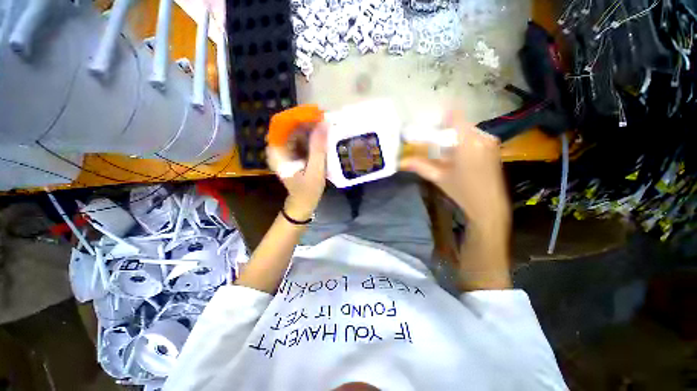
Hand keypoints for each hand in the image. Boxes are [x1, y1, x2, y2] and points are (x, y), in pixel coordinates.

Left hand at [267, 123, 327, 220]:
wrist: (303, 203)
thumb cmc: (308, 191)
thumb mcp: (315, 170)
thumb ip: (318, 148)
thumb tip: (324, 124)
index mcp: (277, 152)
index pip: (282, 124)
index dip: (298, 116)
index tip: (315, 113)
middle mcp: (277, 148)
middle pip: (289, 126)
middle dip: (306, 121)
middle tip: (325, 119)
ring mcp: (285, 151)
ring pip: (296, 131)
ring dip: (310, 127)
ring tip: (325, 126)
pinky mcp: (292, 153)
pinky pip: (300, 139)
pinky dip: (311, 136)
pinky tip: (322, 136)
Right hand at [400, 111, 510, 228]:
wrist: (489, 206)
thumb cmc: (462, 191)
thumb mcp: (439, 178)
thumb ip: (420, 166)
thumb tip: (401, 161)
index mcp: (467, 142)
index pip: (455, 116)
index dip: (442, 116)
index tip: (432, 124)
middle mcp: (482, 137)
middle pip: (459, 124)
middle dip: (445, 131)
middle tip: (433, 142)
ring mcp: (490, 142)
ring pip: (467, 131)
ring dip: (454, 137)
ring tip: (444, 151)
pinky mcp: (493, 148)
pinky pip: (474, 137)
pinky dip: (463, 142)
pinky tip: (456, 156)